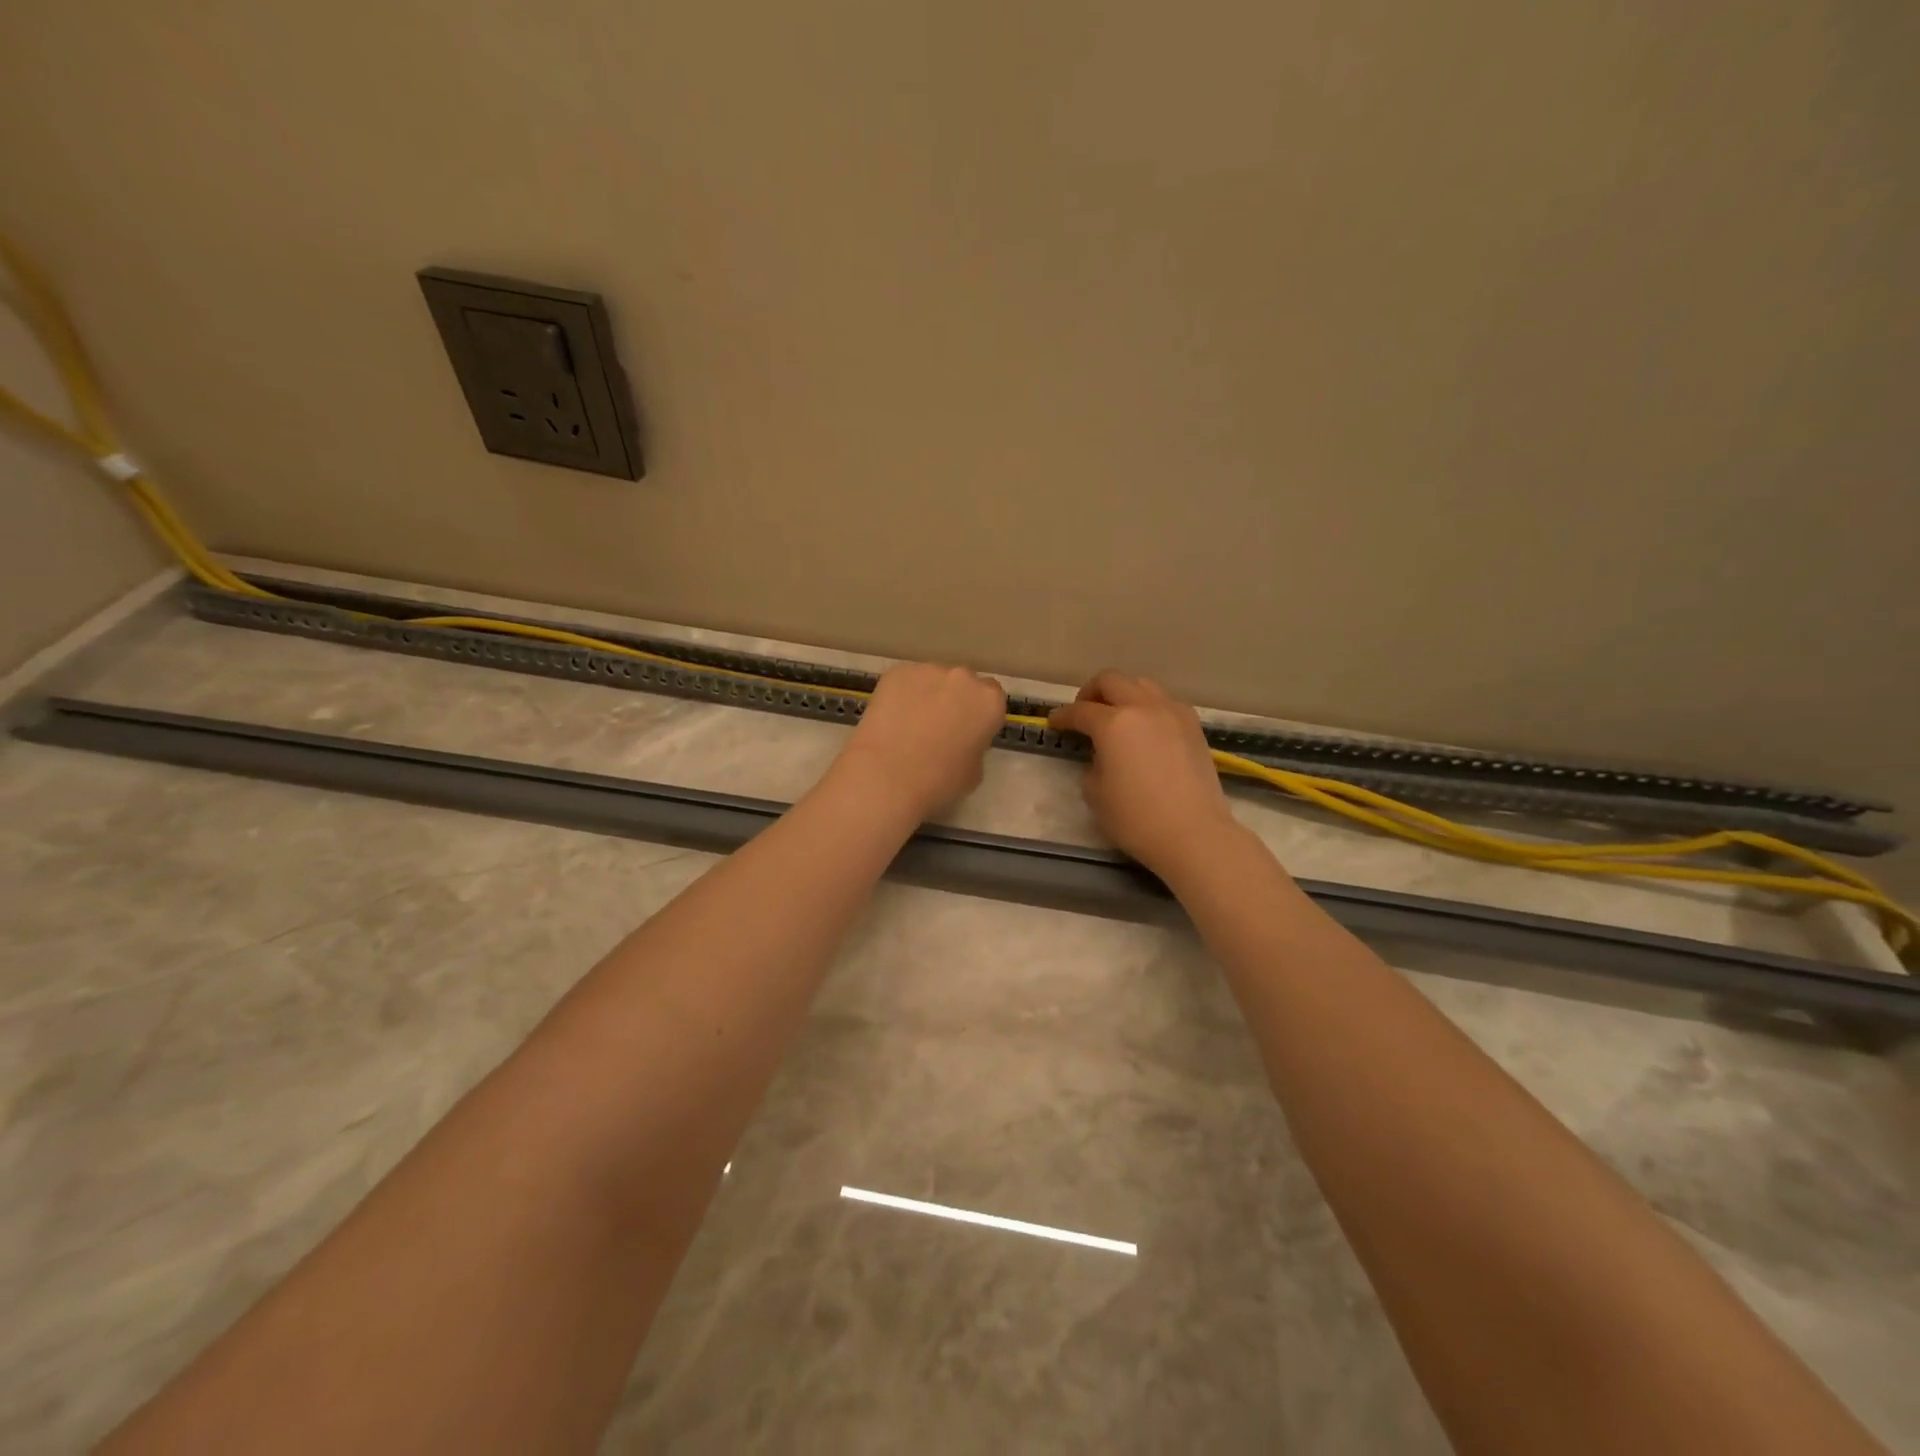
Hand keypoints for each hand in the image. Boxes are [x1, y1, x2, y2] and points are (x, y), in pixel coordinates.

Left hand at [837, 662, 1007, 820]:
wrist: (886, 776)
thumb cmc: (938, 781)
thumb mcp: (974, 772)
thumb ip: (975, 746)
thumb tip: (961, 740)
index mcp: (989, 701)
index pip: (992, 697)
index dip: (979, 714)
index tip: (968, 730)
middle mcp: (963, 677)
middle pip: (963, 683)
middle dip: (955, 699)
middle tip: (939, 726)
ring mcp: (927, 670)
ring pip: (932, 680)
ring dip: (928, 695)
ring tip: (910, 723)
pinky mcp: (896, 672)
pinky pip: (906, 681)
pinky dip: (902, 695)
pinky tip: (891, 718)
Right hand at [1049, 671, 1240, 878]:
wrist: (1193, 833)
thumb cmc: (1136, 818)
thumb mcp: (1095, 792)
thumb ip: (1093, 763)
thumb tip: (1103, 754)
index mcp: (1114, 723)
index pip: (1080, 711)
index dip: (1062, 716)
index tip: (1054, 723)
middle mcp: (1143, 707)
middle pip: (1111, 681)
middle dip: (1091, 692)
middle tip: (1083, 712)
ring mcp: (1173, 713)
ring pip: (1141, 685)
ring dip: (1122, 693)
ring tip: (1115, 716)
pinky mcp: (1193, 726)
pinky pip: (1164, 702)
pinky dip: (1148, 706)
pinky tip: (1144, 729)